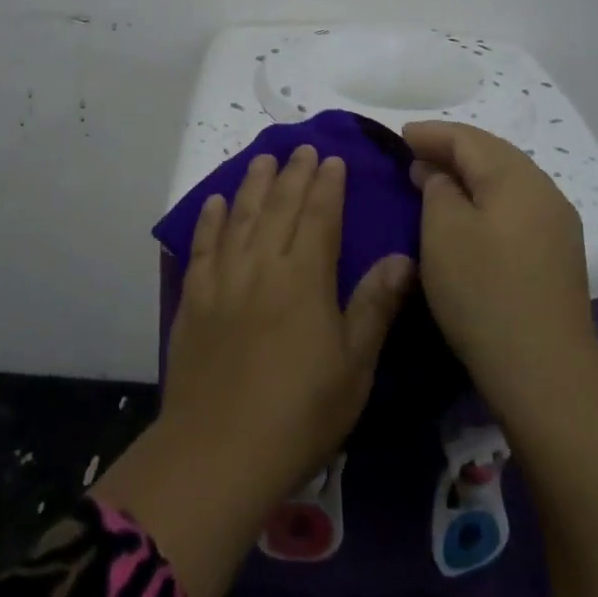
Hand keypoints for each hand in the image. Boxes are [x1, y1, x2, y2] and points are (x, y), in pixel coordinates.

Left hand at [163, 144, 413, 502]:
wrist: (220, 450)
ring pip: (241, 216)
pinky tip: (215, 202)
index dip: (327, 185)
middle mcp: (263, 264)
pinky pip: (203, 246)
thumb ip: (374, 305)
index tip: (331, 159)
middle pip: (279, 206)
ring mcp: (224, 278)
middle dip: (293, 173)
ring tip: (263, 159)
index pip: (319, 215)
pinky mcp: (195, 298)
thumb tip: (402, 256)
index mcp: (305, 276)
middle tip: (300, 147)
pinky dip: (209, 219)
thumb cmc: (300, 412)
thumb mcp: (354, 365)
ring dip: (253, 184)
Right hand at [403, 121, 596, 418]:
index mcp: (516, 177)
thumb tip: (439, 174)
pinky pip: (515, 206)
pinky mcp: (557, 254)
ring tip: (436, 180)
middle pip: (492, 153)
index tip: (400, 136)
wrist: (545, 372)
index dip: (431, 134)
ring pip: (506, 180)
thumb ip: (437, 189)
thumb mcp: (443, 232)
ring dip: (469, 174)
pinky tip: (469, 212)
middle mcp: (543, 190)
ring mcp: (556, 224)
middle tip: (414, 154)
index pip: (467, 138)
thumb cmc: (484, 292)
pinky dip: (486, 197)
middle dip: (451, 149)